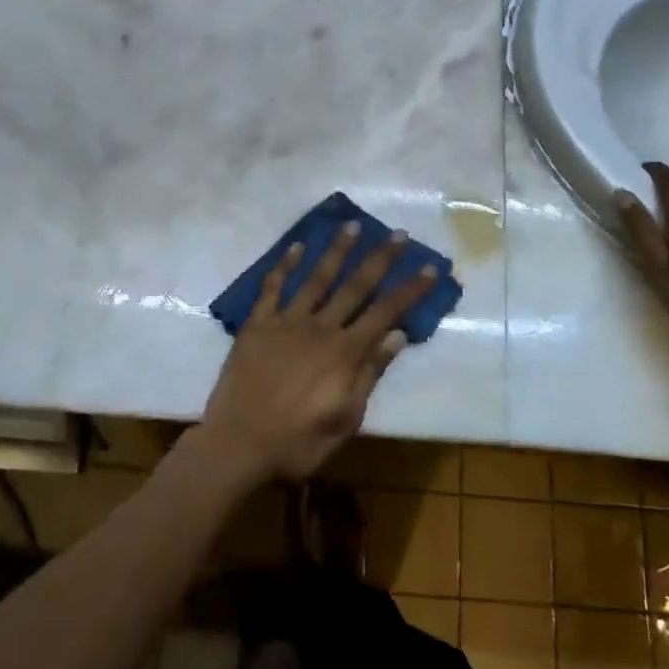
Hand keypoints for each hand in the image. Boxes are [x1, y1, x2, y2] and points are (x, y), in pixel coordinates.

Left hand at [202, 222, 438, 483]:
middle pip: (355, 286)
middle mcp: (320, 327)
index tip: (429, 267)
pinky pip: (272, 288)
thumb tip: (397, 336)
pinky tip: (296, 247)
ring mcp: (286, 322)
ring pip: (317, 278)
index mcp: (345, 352)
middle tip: (397, 234)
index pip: (386, 312)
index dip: (410, 289)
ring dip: (336, 250)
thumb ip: (370, 374)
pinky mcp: (257, 324)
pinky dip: (285, 265)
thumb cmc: (298, 441)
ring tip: (352, 225)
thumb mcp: (346, 418)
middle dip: (380, 258)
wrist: (238, 443)